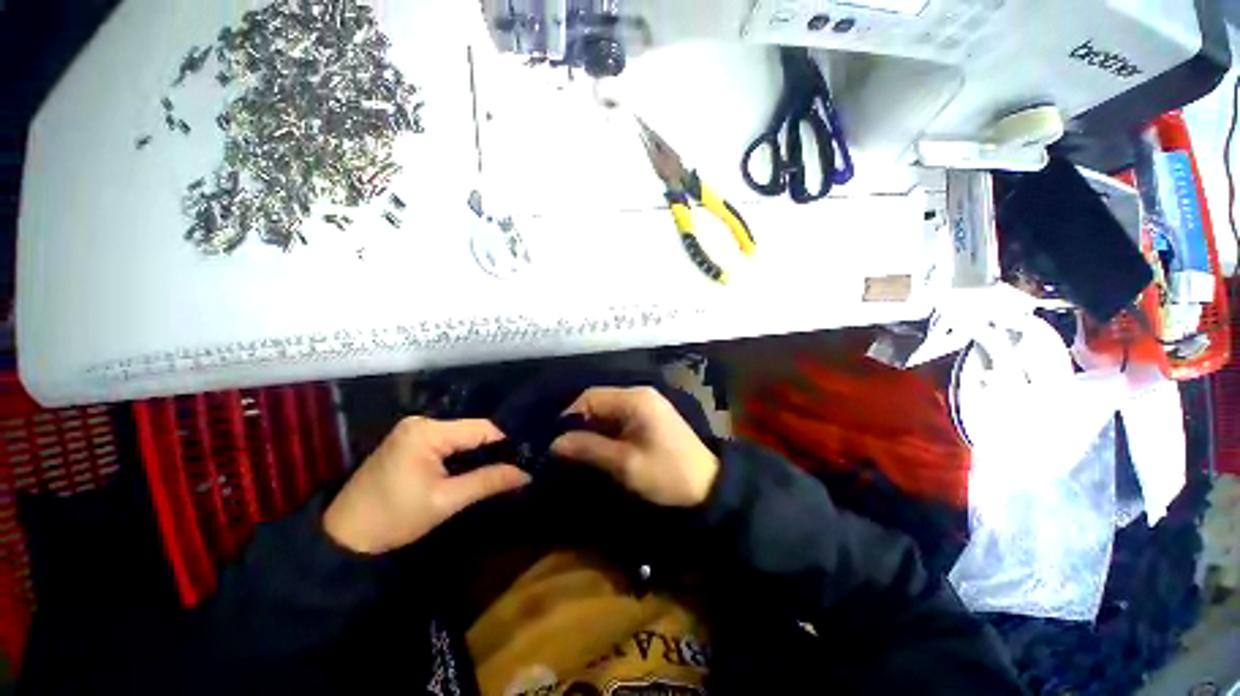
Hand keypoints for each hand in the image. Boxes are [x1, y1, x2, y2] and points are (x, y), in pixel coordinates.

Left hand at [323, 417, 529, 554]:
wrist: (343, 538)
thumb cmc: (393, 519)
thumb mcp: (445, 501)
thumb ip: (488, 481)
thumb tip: (527, 473)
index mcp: (428, 431)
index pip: (482, 428)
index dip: (509, 440)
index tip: (531, 453)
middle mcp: (422, 423)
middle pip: (473, 430)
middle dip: (497, 447)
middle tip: (522, 461)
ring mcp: (415, 431)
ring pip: (463, 437)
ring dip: (483, 451)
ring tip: (509, 463)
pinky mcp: (411, 442)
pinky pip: (449, 442)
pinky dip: (465, 454)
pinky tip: (481, 464)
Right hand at [551, 387, 719, 506]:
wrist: (708, 487)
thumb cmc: (666, 474)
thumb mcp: (625, 464)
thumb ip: (589, 449)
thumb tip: (555, 443)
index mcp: (635, 399)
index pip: (590, 397)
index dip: (569, 417)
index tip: (554, 441)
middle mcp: (639, 394)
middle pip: (598, 402)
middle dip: (579, 424)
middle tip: (562, 449)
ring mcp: (645, 404)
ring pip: (607, 411)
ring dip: (592, 429)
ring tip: (576, 451)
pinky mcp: (649, 416)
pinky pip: (618, 418)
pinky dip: (605, 431)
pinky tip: (597, 448)